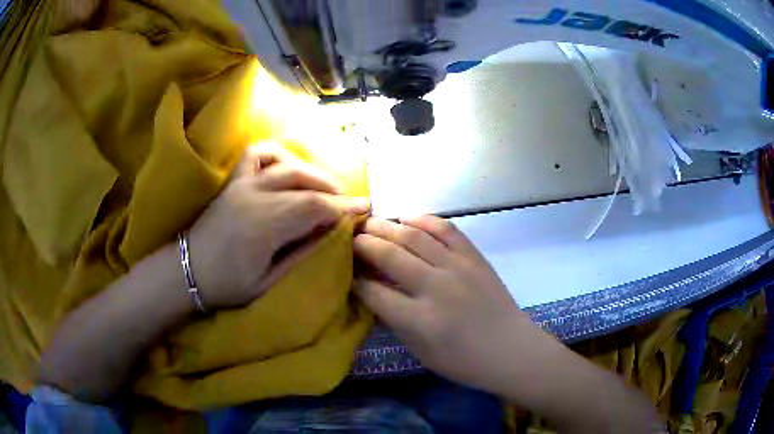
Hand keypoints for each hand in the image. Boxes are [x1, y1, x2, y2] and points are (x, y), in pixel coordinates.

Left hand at [188, 144, 368, 308]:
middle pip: (305, 184)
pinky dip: (278, 154)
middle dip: (334, 191)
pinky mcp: (234, 180)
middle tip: (350, 203)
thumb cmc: (228, 284)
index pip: (315, 208)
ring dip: (312, 172)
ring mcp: (242, 184)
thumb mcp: (269, 281)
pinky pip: (258, 153)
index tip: (365, 209)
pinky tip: (288, 166)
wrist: (188, 270)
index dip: (343, 208)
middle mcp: (255, 196)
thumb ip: (302, 253)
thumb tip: (332, 233)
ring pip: (287, 165)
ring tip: (325, 187)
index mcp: (265, 226)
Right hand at [354, 216, 531, 390]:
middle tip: (351, 239)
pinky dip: (424, 219)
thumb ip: (394, 321)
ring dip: (387, 226)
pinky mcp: (474, 257)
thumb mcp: (420, 351)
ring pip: (414, 236)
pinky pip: (446, 229)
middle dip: (364, 244)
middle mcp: (435, 288)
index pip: (374, 292)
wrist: (510, 349)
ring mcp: (457, 268)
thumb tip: (372, 294)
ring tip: (371, 223)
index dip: (355, 280)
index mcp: (419, 320)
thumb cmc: (463, 361)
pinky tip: (407, 217)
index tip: (347, 272)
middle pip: (389, 256)